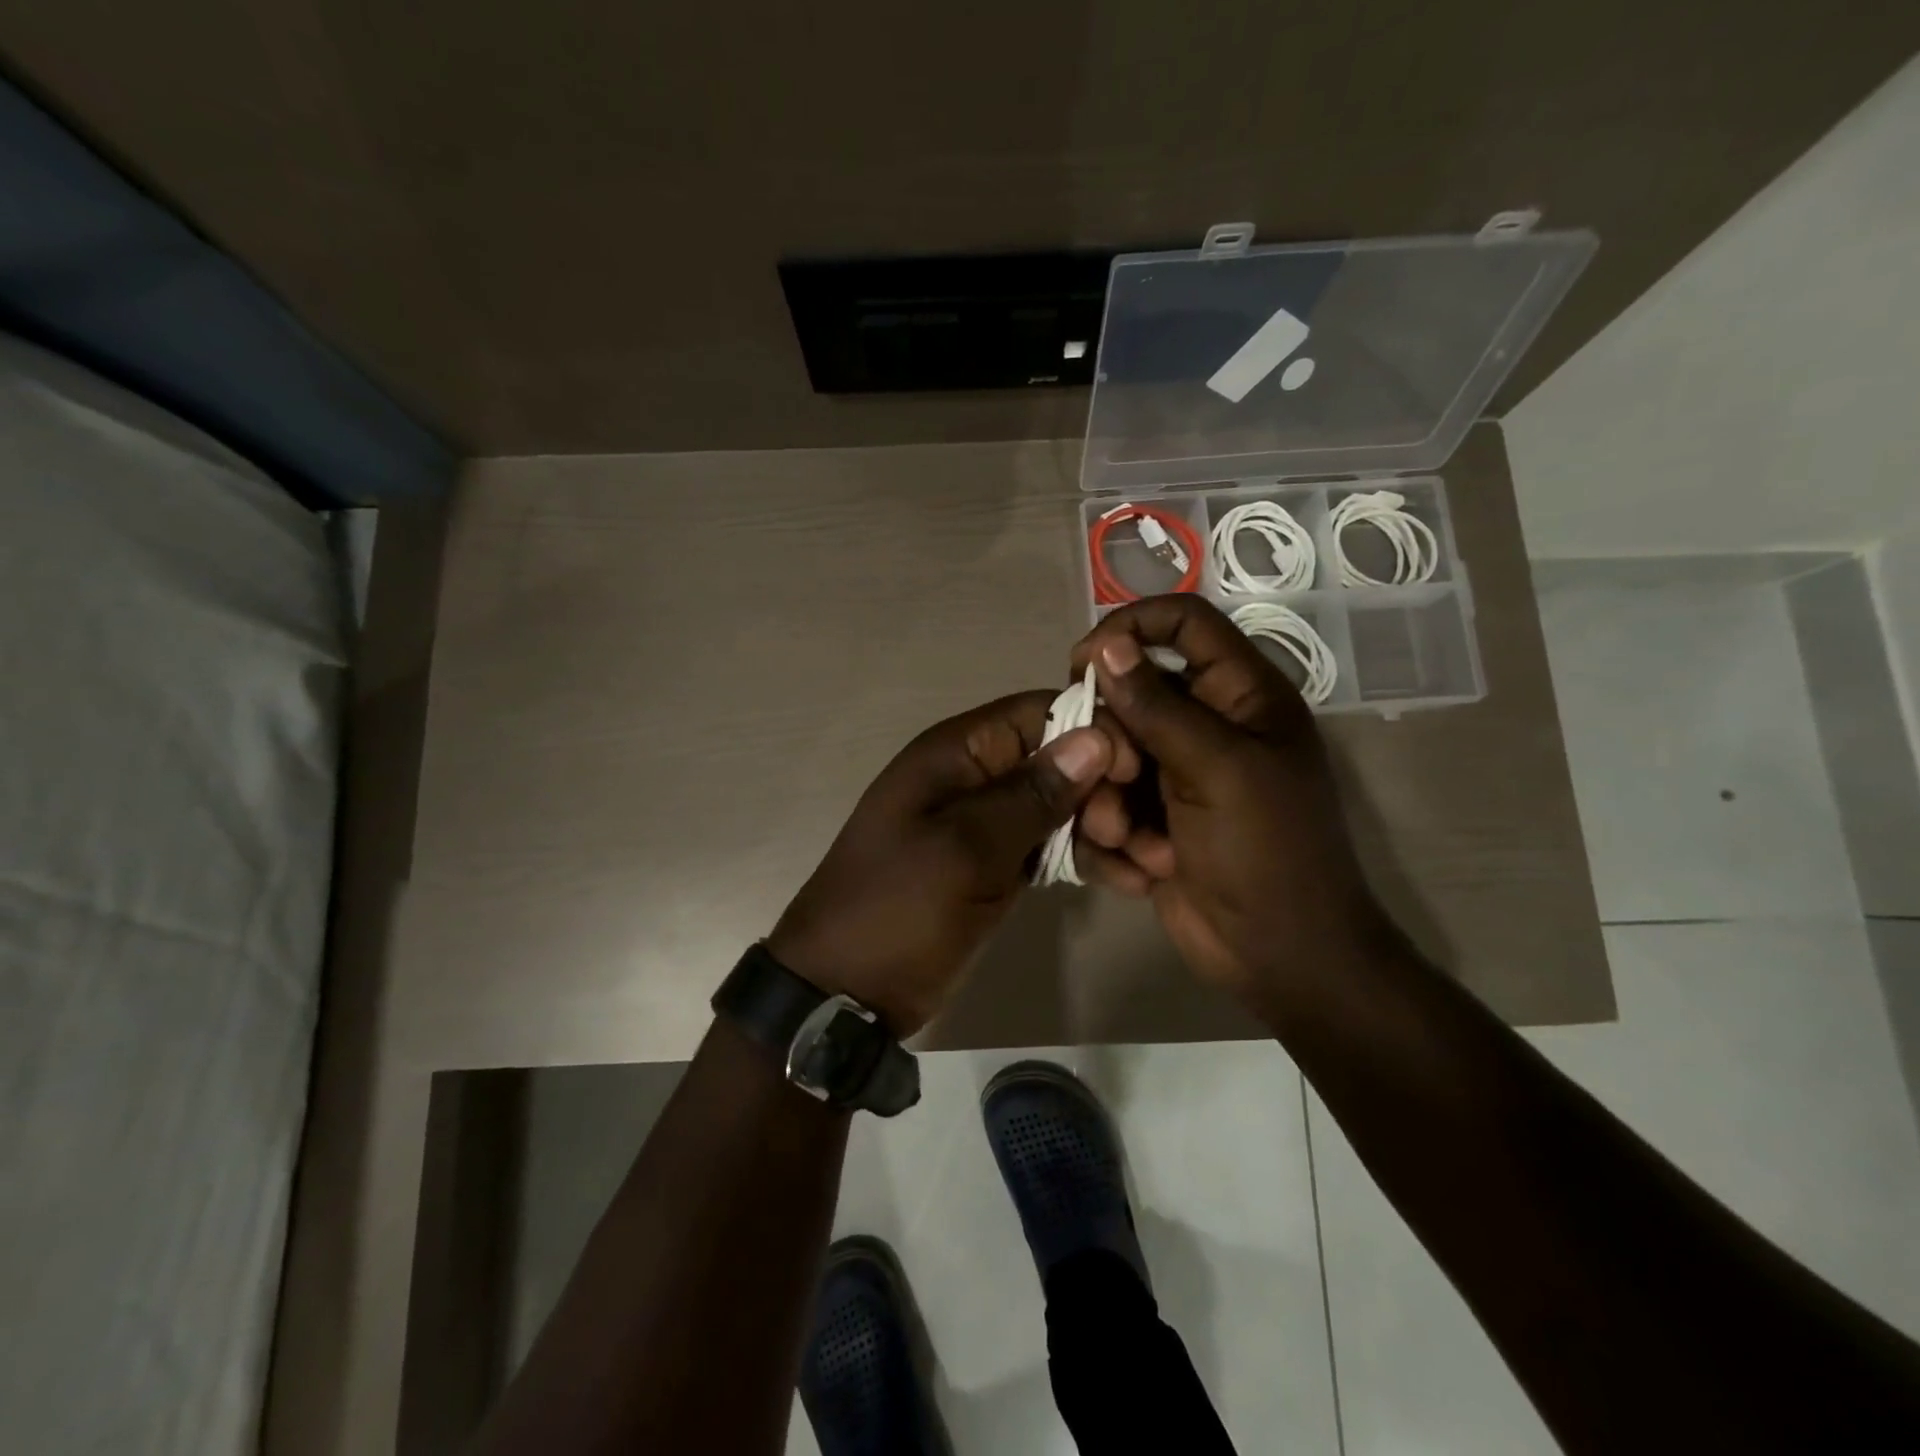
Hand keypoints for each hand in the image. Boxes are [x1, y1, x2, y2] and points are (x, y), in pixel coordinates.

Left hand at [768, 693, 1121, 1035]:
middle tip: (1129, 837)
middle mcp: (975, 777)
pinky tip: (1130, 882)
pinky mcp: (997, 864)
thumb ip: (1030, 795)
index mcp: (956, 753)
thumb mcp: (964, 850)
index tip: (1135, 772)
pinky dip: (1088, 859)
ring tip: (1150, 866)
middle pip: (1059, 758)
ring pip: (1062, 805)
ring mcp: (987, 823)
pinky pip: (1051, 846)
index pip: (1039, 712)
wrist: (844, 992)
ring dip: (1107, 828)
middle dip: (1105, 790)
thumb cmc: (897, 910)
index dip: (1093, 730)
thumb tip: (1094, 738)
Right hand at [1069, 595, 1395, 1010]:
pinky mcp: (1151, 819)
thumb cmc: (1267, 851)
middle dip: (1112, 742)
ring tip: (1131, 842)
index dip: (1132, 627)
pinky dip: (1114, 838)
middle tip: (1118, 778)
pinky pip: (1107, 804)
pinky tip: (1142, 870)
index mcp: (1242, 696)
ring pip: (1108, 756)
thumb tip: (1107, 646)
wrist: (1278, 956)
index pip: (1184, 624)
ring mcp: (1176, 775)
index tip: (1083, 662)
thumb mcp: (1218, 769)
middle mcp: (1206, 726)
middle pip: (1130, 695)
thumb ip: (1158, 706)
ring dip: (1108, 801)